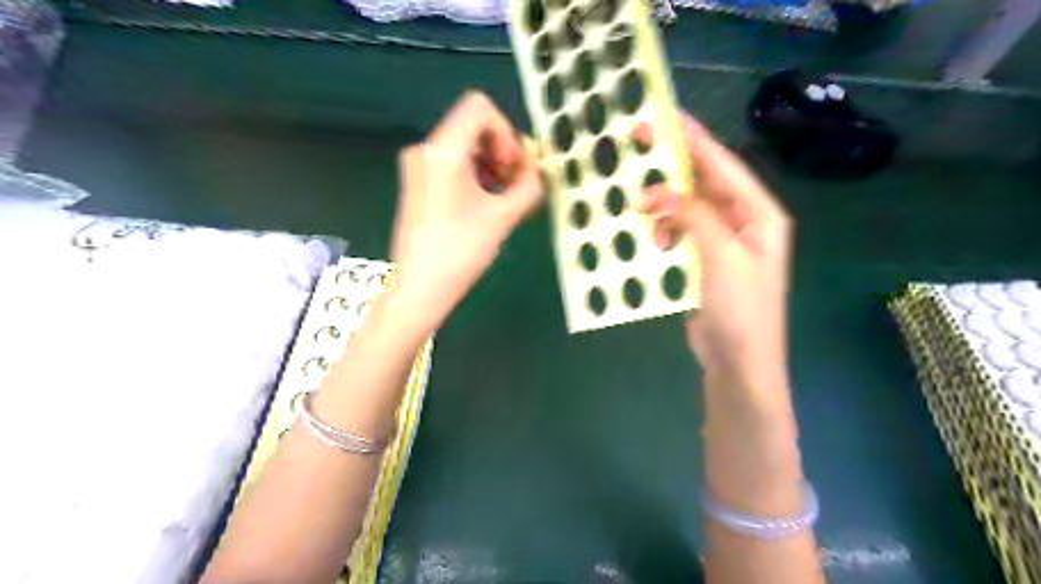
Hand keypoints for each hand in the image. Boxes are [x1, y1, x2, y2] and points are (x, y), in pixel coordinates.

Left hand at [390, 92, 546, 328]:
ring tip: (501, 200)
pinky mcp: (417, 183)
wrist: (419, 287)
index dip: (506, 133)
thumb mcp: (503, 216)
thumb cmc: (460, 251)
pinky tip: (484, 204)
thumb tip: (538, 170)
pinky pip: (452, 164)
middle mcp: (425, 149)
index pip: (481, 108)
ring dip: (490, 166)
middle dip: (501, 151)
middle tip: (513, 186)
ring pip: (464, 146)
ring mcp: (417, 166)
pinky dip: (474, 175)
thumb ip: (528, 186)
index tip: (512, 168)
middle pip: (473, 126)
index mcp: (443, 150)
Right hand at [634, 113, 789, 391]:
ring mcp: (724, 243)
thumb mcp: (721, 256)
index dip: (694, 139)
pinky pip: (682, 234)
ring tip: (639, 207)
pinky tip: (652, 240)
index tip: (664, 116)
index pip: (724, 165)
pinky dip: (665, 232)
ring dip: (664, 207)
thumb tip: (657, 191)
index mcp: (759, 213)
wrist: (740, 362)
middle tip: (637, 146)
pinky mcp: (705, 262)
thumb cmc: (741, 309)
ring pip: (689, 208)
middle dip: (672, 168)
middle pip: (705, 183)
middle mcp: (744, 221)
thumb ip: (693, 216)